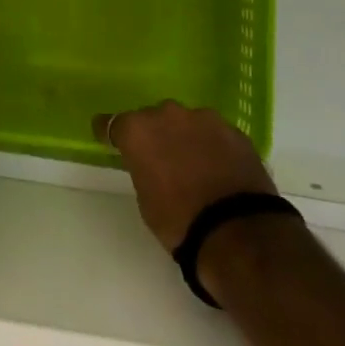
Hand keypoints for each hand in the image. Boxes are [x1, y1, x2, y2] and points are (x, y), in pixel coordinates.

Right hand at [94, 100, 277, 249]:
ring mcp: (204, 118)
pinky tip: (218, 168)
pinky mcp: (234, 130)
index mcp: (139, 130)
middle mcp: (168, 114)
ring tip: (193, 165)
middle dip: (154, 134)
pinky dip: (211, 146)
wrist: (237, 232)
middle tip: (159, 158)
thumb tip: (152, 164)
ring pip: (187, 122)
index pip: (113, 123)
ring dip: (185, 137)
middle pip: (153, 118)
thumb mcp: (146, 199)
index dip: (109, 132)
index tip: (107, 138)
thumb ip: (143, 169)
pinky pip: (214, 134)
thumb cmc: (180, 223)